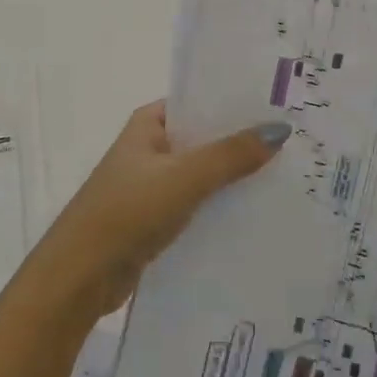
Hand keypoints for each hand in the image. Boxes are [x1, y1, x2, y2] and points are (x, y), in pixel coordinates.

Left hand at [36, 102, 289, 318]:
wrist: (81, 275)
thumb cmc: (128, 211)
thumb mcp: (184, 177)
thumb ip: (231, 155)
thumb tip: (279, 128)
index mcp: (148, 124)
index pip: (197, 101)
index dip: (234, 102)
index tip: (278, 104)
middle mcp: (150, 149)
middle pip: (203, 138)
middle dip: (241, 141)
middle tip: (294, 140)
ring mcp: (152, 185)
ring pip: (202, 174)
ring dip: (234, 176)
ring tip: (287, 174)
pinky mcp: (156, 220)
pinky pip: (197, 204)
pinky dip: (221, 205)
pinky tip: (257, 211)